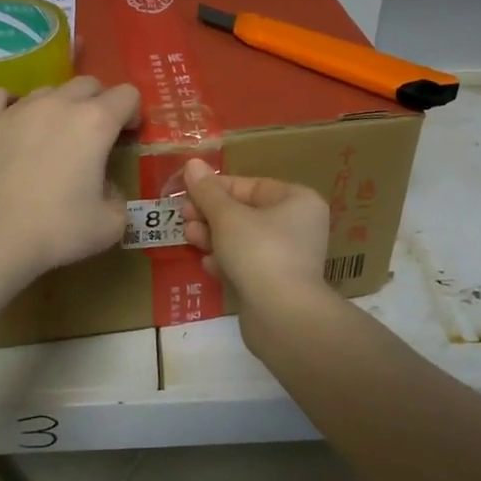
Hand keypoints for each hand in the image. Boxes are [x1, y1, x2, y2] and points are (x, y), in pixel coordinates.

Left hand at [0, 77, 140, 278]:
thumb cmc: (57, 229)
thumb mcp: (110, 224)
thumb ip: (118, 198)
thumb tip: (107, 189)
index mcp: (95, 122)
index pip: (127, 95)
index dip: (133, 113)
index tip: (127, 136)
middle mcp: (58, 104)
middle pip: (87, 84)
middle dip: (98, 103)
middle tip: (94, 136)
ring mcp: (17, 108)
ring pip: (47, 90)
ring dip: (58, 107)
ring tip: (51, 137)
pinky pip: (0, 97)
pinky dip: (12, 105)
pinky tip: (13, 124)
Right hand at [180, 158, 331, 308]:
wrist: (282, 316)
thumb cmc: (259, 251)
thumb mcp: (227, 216)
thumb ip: (207, 191)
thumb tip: (192, 164)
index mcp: (298, 201)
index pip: (251, 186)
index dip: (216, 188)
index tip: (186, 192)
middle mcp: (298, 226)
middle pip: (246, 213)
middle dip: (211, 214)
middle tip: (183, 216)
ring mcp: (289, 258)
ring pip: (244, 240)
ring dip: (214, 237)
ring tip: (189, 237)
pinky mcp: (277, 285)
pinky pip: (247, 265)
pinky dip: (226, 262)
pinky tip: (207, 265)